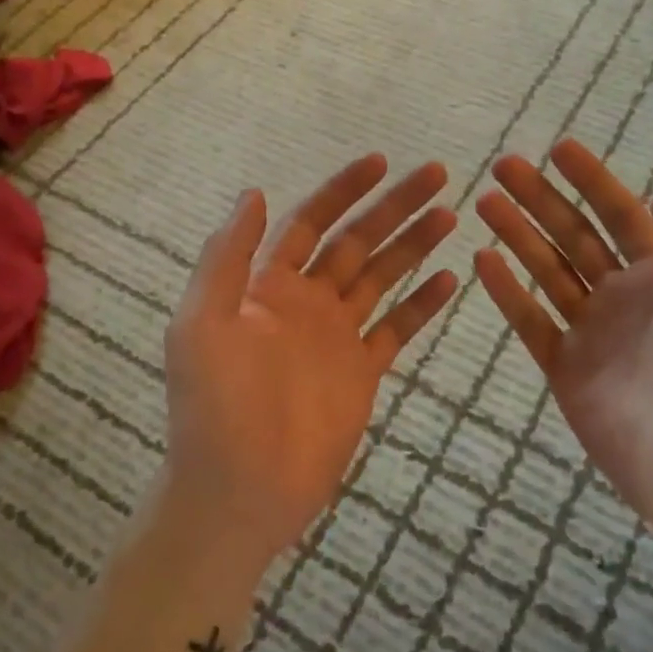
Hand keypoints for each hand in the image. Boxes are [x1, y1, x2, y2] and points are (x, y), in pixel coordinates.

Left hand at [160, 155, 458, 576]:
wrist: (239, 489)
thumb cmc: (214, 406)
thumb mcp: (201, 324)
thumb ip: (227, 258)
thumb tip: (252, 193)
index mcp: (268, 285)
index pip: (311, 222)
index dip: (342, 190)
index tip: (380, 162)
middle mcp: (307, 301)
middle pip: (357, 240)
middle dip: (394, 206)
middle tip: (436, 174)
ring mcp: (337, 336)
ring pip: (382, 277)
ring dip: (414, 245)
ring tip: (450, 215)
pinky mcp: (362, 372)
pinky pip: (397, 328)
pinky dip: (422, 304)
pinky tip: (450, 279)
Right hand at [473, 139, 652, 560]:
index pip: (621, 215)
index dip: (592, 180)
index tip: (558, 148)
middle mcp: (623, 297)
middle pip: (573, 235)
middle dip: (540, 198)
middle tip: (503, 166)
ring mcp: (591, 333)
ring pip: (546, 270)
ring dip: (517, 234)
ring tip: (485, 202)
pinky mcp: (566, 370)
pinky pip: (531, 322)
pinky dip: (507, 292)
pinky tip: (483, 260)